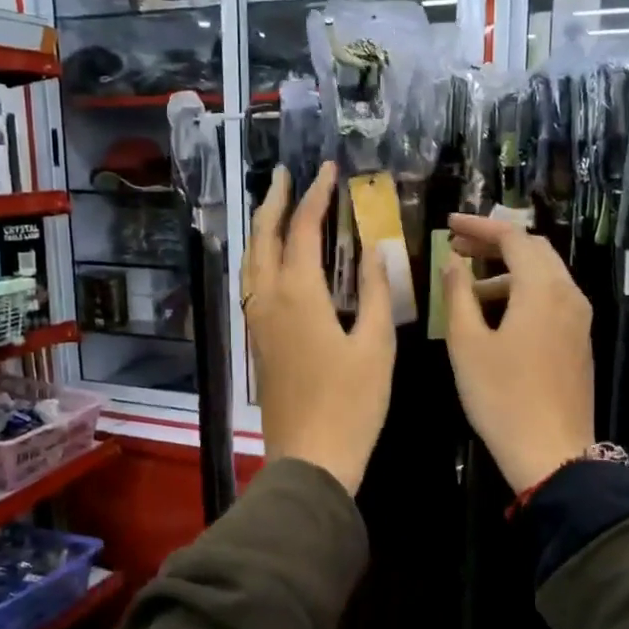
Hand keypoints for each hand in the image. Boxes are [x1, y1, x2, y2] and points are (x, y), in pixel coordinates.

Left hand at [244, 163, 394, 494]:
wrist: (310, 459)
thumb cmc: (352, 405)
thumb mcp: (376, 347)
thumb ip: (376, 294)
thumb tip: (374, 252)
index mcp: (298, 295)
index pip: (302, 229)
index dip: (315, 196)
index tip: (327, 170)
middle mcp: (269, 300)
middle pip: (264, 238)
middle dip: (274, 201)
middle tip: (286, 175)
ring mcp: (258, 322)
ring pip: (251, 262)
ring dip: (262, 228)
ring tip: (274, 207)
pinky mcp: (258, 342)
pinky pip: (252, 285)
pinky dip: (260, 258)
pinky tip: (273, 261)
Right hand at [440, 214, 594, 493]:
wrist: (552, 453)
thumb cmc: (502, 397)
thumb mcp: (467, 344)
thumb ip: (458, 295)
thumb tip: (454, 263)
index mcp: (542, 288)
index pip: (512, 237)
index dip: (478, 227)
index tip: (447, 225)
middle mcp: (568, 294)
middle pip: (533, 251)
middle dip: (494, 244)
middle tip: (457, 248)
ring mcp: (579, 319)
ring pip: (544, 276)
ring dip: (506, 271)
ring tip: (467, 288)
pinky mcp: (578, 341)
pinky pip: (551, 299)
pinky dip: (522, 293)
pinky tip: (495, 315)